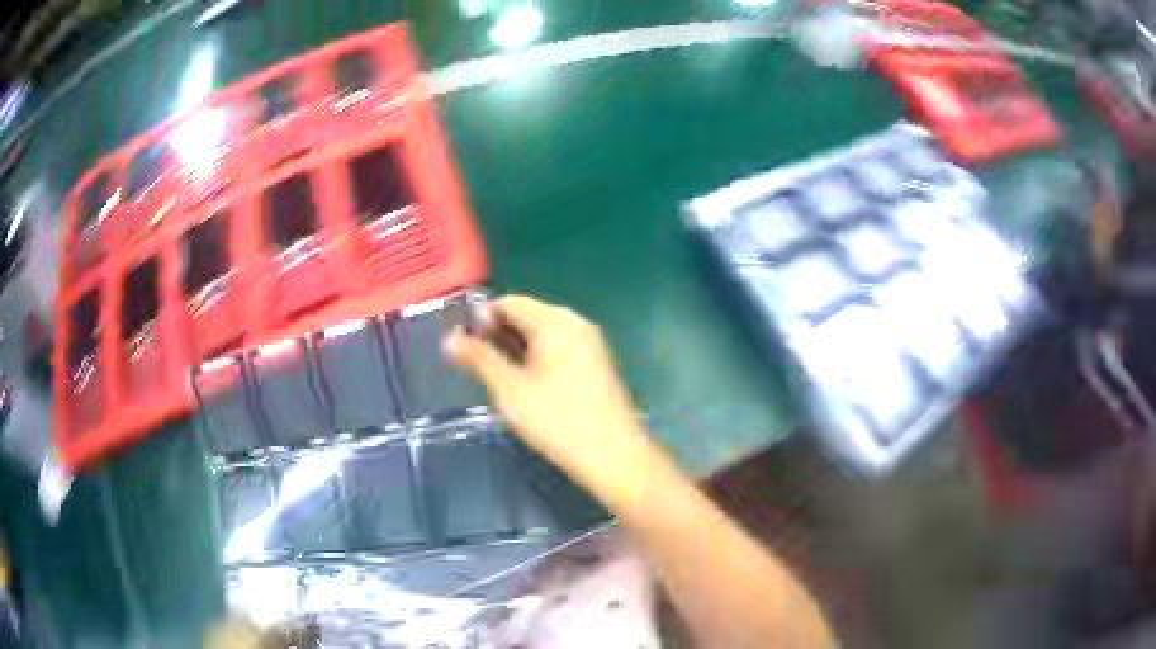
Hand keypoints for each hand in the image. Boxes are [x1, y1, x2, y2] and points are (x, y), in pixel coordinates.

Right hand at [443, 295, 652, 493]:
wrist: (613, 455)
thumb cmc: (558, 420)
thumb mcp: (509, 389)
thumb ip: (479, 359)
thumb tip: (450, 338)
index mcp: (556, 321)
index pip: (509, 302)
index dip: (481, 319)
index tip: (465, 348)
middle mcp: (576, 323)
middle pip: (528, 314)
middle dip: (499, 334)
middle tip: (479, 367)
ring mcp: (591, 343)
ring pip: (544, 333)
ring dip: (518, 348)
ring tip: (500, 379)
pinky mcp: (597, 363)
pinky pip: (560, 348)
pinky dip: (539, 358)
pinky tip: (530, 386)